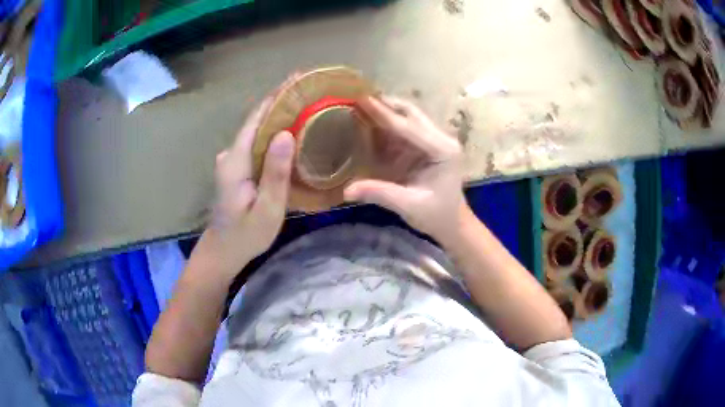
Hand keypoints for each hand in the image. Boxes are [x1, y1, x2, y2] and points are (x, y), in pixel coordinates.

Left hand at [204, 95, 295, 276]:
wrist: (222, 251)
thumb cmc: (246, 235)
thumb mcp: (267, 209)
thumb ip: (275, 173)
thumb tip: (287, 134)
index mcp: (236, 161)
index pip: (256, 119)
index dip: (276, 97)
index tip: (298, 79)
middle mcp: (230, 154)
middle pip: (257, 121)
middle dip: (281, 103)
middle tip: (310, 91)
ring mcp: (231, 161)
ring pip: (257, 132)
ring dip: (278, 117)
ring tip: (306, 106)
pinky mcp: (235, 168)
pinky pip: (256, 144)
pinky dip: (273, 134)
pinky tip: (290, 133)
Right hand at [345, 96, 467, 242]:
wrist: (453, 224)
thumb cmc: (437, 215)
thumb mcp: (409, 205)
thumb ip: (380, 193)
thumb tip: (347, 190)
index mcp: (443, 150)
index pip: (408, 127)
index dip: (383, 113)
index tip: (362, 99)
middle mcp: (441, 139)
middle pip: (411, 113)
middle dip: (386, 104)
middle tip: (358, 98)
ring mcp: (435, 141)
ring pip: (408, 118)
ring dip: (386, 112)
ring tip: (359, 106)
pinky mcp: (426, 147)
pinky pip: (405, 131)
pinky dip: (387, 126)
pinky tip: (369, 123)